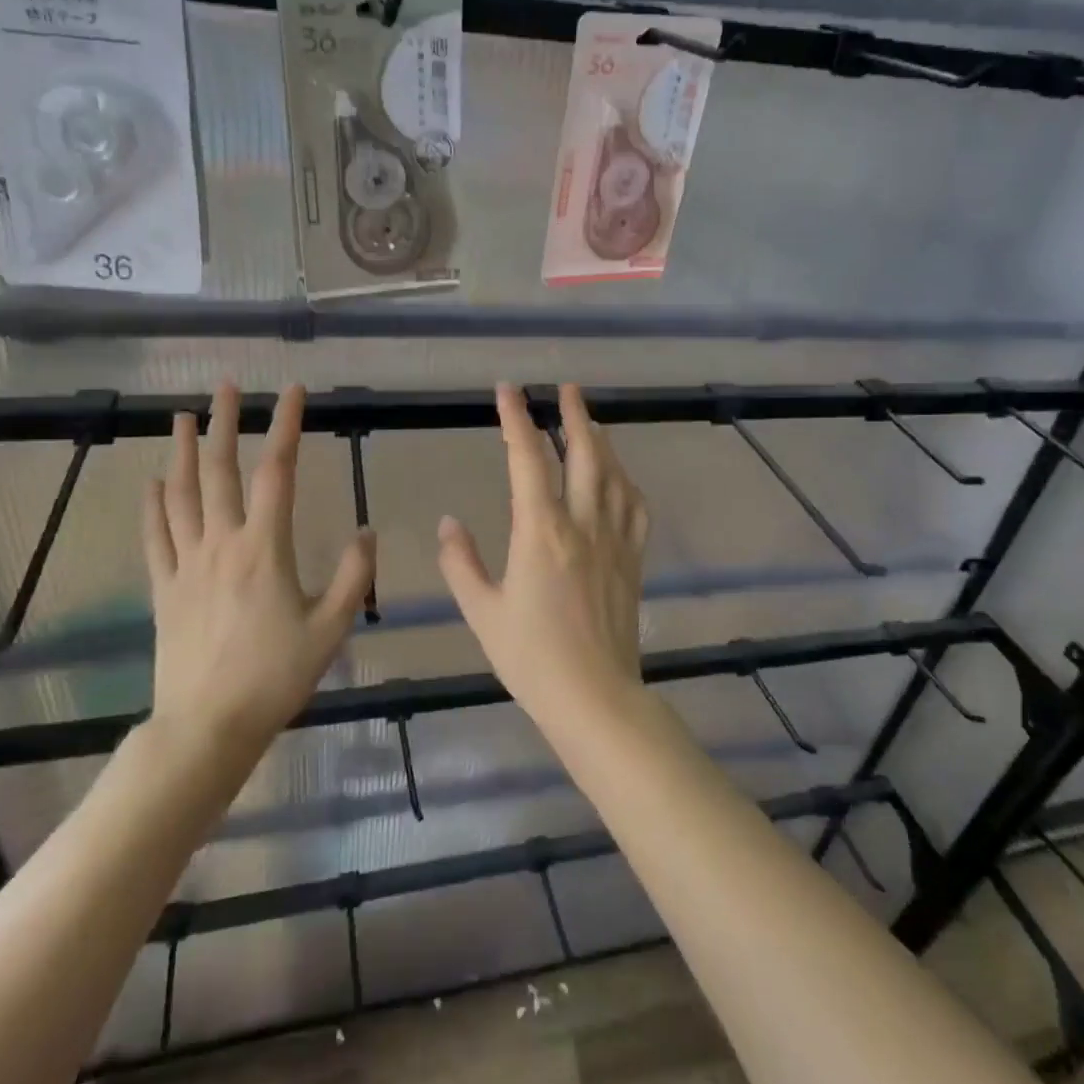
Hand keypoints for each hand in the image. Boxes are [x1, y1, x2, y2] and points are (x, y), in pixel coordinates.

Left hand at [141, 384, 374, 770]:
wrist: (207, 728)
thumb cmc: (276, 677)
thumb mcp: (331, 628)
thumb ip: (352, 576)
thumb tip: (367, 531)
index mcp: (265, 549)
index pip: (276, 472)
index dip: (285, 426)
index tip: (292, 391)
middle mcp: (222, 544)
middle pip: (218, 471)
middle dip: (222, 423)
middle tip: (225, 387)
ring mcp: (186, 565)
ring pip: (180, 495)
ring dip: (181, 452)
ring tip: (181, 417)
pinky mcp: (164, 589)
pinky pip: (156, 536)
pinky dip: (153, 505)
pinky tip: (153, 482)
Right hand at [437, 384, 648, 729]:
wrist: (595, 696)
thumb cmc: (531, 657)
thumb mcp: (482, 612)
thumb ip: (460, 563)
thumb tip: (448, 523)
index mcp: (540, 531)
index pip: (527, 459)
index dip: (516, 419)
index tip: (509, 390)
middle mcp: (582, 523)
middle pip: (584, 453)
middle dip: (574, 414)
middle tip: (566, 387)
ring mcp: (614, 540)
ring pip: (614, 474)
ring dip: (602, 441)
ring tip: (590, 422)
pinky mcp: (633, 559)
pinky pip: (635, 507)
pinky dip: (626, 482)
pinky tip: (620, 478)